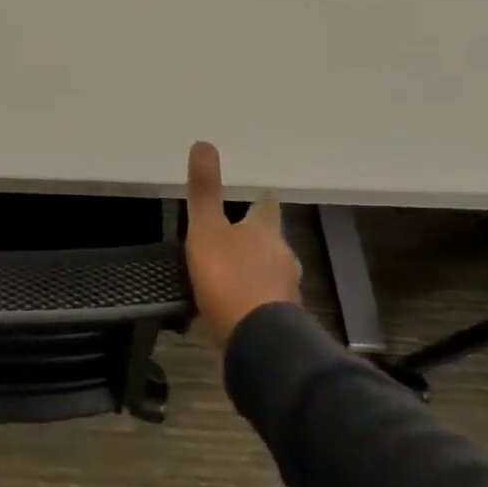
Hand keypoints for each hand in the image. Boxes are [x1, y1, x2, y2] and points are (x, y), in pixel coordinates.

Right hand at [184, 141, 301, 344]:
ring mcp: (284, 293)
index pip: (266, 208)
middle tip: (231, 237)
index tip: (254, 197)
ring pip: (268, 273)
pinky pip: (263, 305)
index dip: (258, 202)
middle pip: (269, 242)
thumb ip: (204, 190)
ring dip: (252, 272)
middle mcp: (281, 258)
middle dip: (254, 240)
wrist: (258, 343)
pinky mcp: (279, 324)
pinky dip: (250, 302)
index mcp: (265, 232)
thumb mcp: (206, 229)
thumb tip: (204, 143)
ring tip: (227, 274)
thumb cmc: (230, 277)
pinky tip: (232, 308)